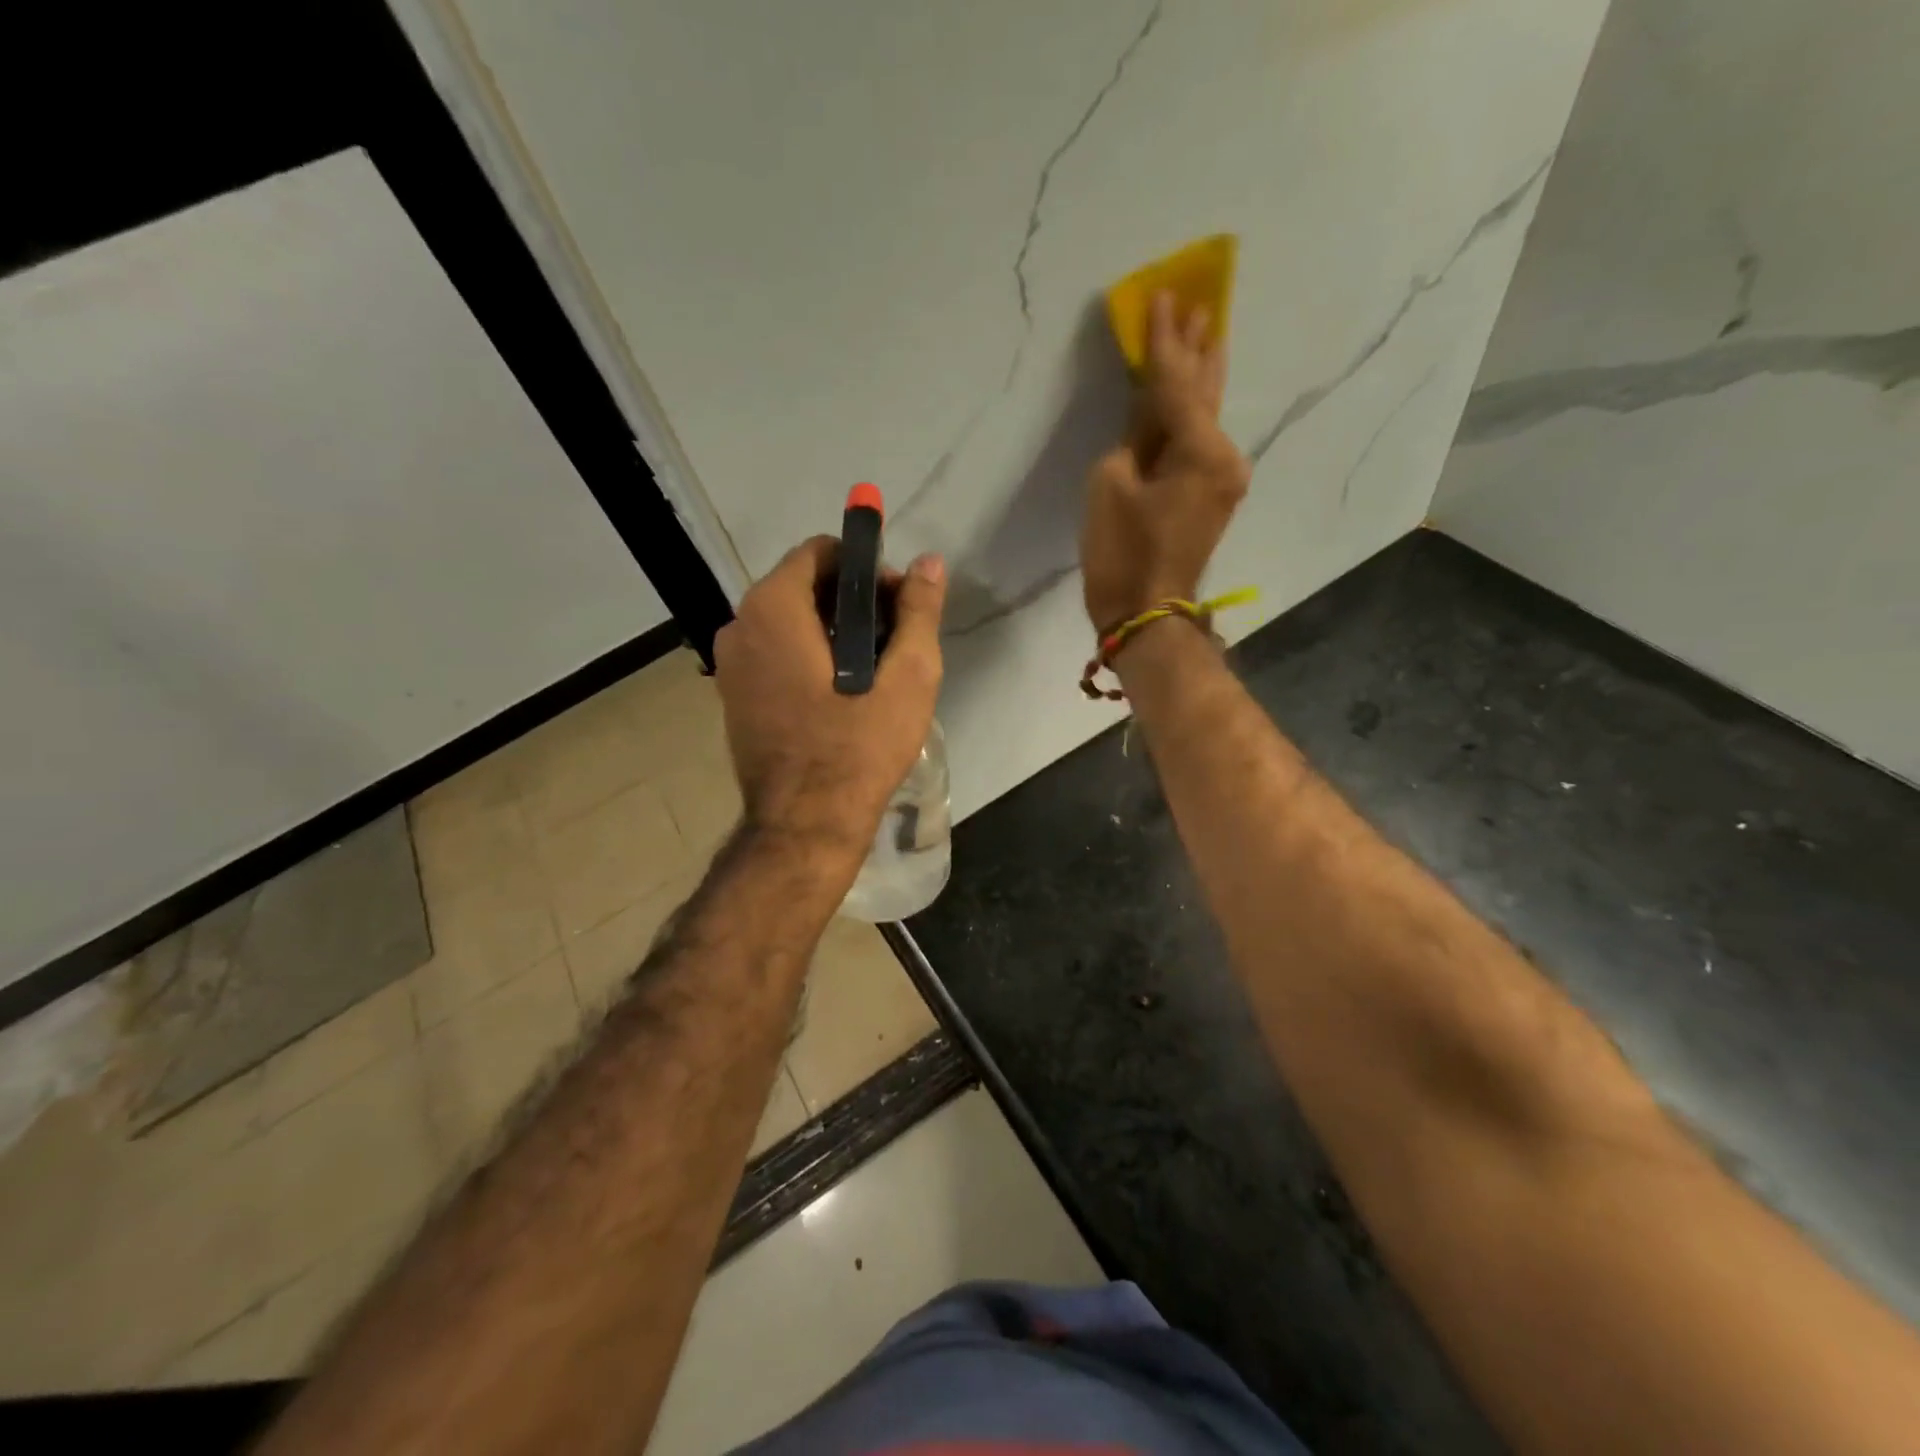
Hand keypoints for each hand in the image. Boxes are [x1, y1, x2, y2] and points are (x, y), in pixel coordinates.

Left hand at [713, 537, 946, 854]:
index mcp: (773, 608)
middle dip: (852, 601)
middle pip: (803, 586)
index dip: (865, 568)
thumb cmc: (859, 747)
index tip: (898, 603)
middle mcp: (739, 626)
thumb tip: (929, 562)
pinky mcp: (733, 698)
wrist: (805, 826)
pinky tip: (843, 693)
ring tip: (876, 669)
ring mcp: (730, 666)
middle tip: (895, 639)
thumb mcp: (908, 676)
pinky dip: (809, 657)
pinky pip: (775, 655)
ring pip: (789, 623)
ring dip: (833, 631)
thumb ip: (919, 611)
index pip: (819, 552)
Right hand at [1081, 291, 1250, 635]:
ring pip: (1206, 417)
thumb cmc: (1123, 553)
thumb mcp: (1110, 485)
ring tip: (1202, 332)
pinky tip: (1186, 397)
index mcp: (1201, 451)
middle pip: (1207, 391)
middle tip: (1201, 301)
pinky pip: (1199, 444)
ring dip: (1199, 377)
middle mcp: (1224, 457)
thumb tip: (1147, 423)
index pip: (1177, 383)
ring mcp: (1222, 479)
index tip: (1163, 294)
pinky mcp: (1211, 497)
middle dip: (1200, 347)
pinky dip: (1189, 417)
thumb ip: (1132, 438)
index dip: (1164, 340)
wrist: (1146, 616)